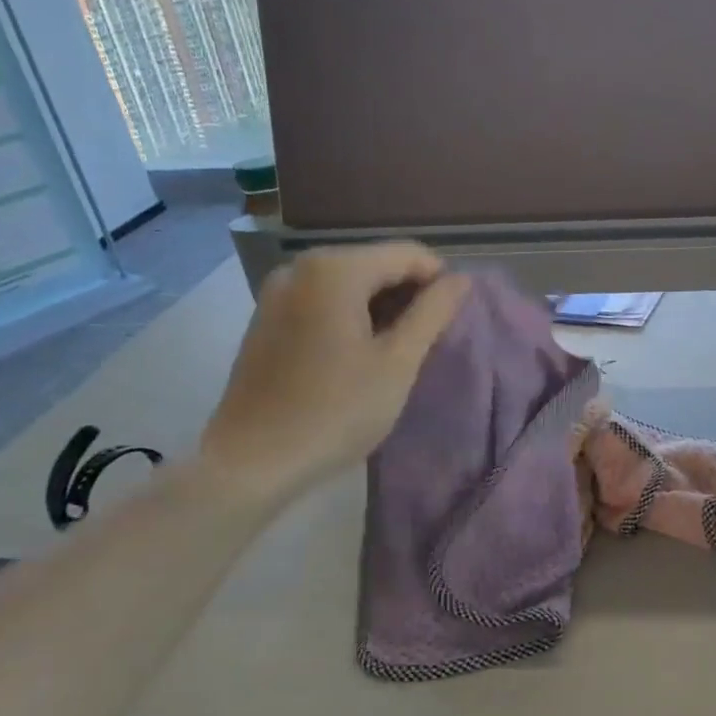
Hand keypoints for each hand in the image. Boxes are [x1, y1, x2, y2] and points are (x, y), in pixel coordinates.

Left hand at [200, 243, 468, 503]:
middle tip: (425, 344)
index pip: (408, 254)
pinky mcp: (267, 317)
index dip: (440, 283)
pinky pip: (324, 300)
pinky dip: (351, 317)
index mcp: (335, 269)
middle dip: (409, 296)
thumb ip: (433, 313)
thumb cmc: (336, 410)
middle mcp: (301, 266)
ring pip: (351, 284)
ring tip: (395, 354)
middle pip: (377, 264)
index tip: (451, 324)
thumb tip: (461, 280)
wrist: (253, 461)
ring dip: (382, 309)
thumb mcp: (398, 362)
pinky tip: (358, 357)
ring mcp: (278, 290)